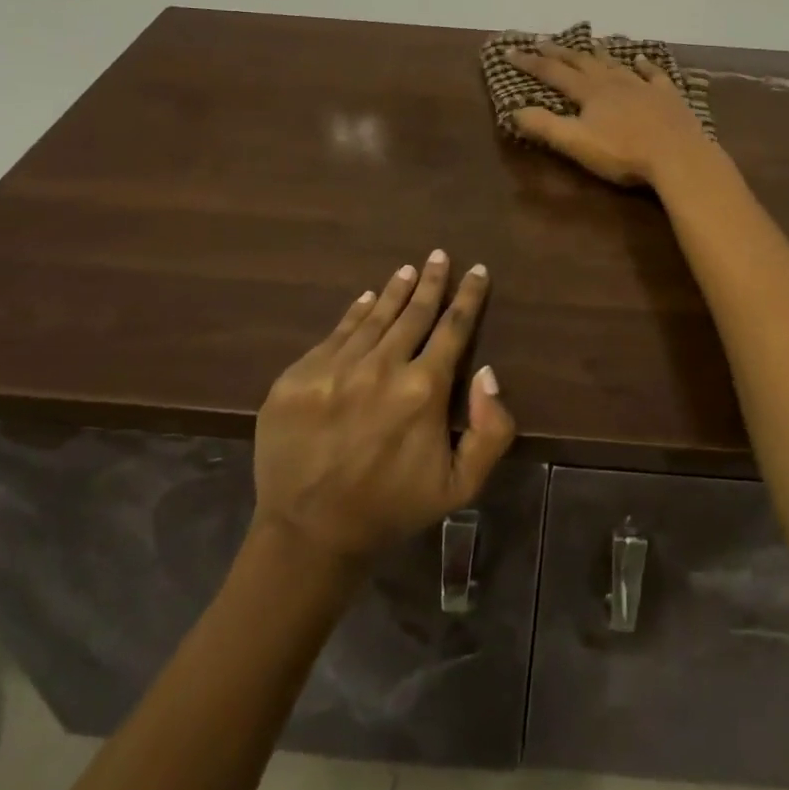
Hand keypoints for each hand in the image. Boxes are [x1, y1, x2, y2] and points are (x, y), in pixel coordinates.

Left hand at [252, 251, 514, 565]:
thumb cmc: (392, 508)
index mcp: (422, 390)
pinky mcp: (298, 376)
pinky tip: (365, 300)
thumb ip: (490, 430)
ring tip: (407, 270)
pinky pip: (334, 334)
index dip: (468, 297)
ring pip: (373, 317)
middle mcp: (380, 367)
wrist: (309, 535)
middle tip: (438, 255)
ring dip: (394, 291)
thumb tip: (487, 372)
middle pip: (413, 313)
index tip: (477, 270)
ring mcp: (334, 368)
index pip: (453, 328)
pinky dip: (354, 313)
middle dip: (431, 281)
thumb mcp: (460, 485)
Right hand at [506, 42, 717, 187]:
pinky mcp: (667, 95)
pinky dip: (644, 64)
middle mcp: (613, 81)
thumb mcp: (576, 143)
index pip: (552, 73)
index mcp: (589, 92)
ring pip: (615, 63)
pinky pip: (652, 74)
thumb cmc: (623, 152)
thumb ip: (545, 126)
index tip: (510, 52)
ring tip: (589, 42)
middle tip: (542, 41)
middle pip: (581, 61)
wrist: (678, 155)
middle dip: (559, 52)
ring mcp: (642, 85)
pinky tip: (641, 59)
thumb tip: (514, 110)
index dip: (529, 63)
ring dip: (599, 53)